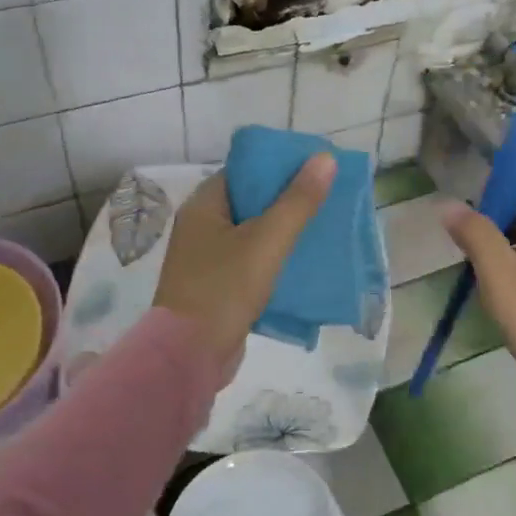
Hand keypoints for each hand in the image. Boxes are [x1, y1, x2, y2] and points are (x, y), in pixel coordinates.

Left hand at [154, 154, 335, 375]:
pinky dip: (274, 259)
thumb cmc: (224, 290)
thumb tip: (325, 158)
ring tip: (322, 228)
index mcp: (204, 206)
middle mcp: (201, 227)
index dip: (279, 167)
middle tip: (326, 199)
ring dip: (284, 232)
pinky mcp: (217, 287)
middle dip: (287, 201)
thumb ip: (297, 202)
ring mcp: (207, 259)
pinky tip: (303, 263)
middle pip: (250, 202)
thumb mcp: (266, 241)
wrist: (189, 356)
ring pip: (253, 234)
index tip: (315, 169)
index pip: (244, 172)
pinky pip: (250, 262)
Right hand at [441, 197, 515, 395]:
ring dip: (498, 254)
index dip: (496, 193)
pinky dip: (510, 278)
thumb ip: (477, 238)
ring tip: (468, 268)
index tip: (463, 205)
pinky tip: (494, 296)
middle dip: (492, 226)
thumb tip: (448, 204)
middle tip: (458, 240)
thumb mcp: (503, 277)